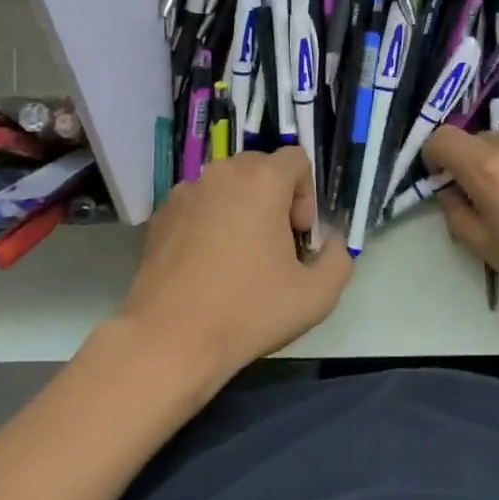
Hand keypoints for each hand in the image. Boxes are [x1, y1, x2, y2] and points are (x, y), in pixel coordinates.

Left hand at [116, 149, 351, 379]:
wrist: (169, 340)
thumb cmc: (248, 312)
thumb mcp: (317, 295)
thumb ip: (338, 257)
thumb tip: (330, 241)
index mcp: (261, 180)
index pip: (297, 159)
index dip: (306, 196)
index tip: (297, 236)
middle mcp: (220, 174)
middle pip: (261, 169)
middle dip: (275, 200)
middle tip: (274, 247)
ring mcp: (184, 193)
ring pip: (227, 187)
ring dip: (241, 210)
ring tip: (239, 258)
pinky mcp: (160, 216)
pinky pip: (198, 206)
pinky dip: (210, 223)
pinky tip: (207, 266)